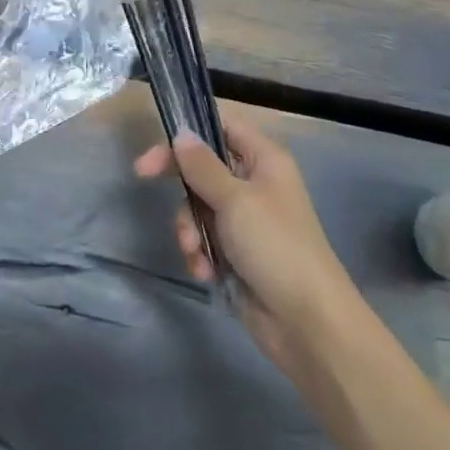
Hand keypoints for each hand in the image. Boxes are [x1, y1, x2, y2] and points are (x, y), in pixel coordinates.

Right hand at [135, 120, 358, 378]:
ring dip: (189, 228)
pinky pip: (205, 240)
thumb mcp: (235, 200)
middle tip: (143, 176)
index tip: (158, 140)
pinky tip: (206, 273)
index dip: (189, 132)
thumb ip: (203, 166)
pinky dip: (200, 254)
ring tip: (195, 252)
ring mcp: (246, 221)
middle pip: (204, 167)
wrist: (307, 322)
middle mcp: (255, 184)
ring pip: (199, 206)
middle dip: (182, 184)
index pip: (222, 127)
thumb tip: (181, 133)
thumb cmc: (275, 246)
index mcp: (264, 160)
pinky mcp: (238, 254)